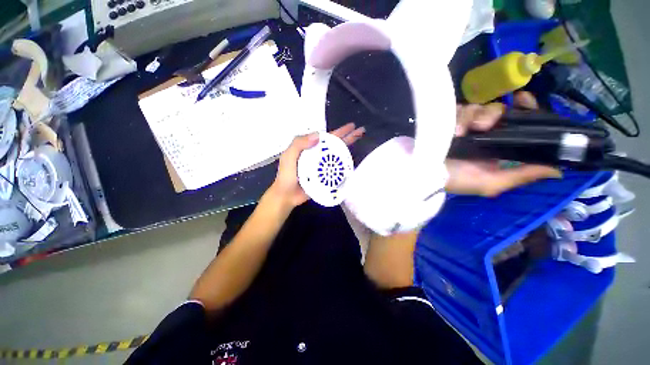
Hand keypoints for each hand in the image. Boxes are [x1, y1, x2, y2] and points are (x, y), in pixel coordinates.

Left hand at [269, 123, 364, 207]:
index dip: (339, 132)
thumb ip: (299, 144)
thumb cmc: (286, 176)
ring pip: (337, 157)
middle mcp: (318, 156)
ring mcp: (322, 167)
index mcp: (310, 148)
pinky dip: (344, 166)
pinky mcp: (325, 177)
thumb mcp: (288, 156)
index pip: (326, 138)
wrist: (287, 196)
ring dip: (348, 151)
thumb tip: (318, 135)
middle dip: (348, 138)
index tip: (352, 126)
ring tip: (360, 146)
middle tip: (361, 131)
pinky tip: (352, 163)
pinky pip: (337, 170)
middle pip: (335, 145)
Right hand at [445, 92, 560, 196]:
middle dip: (493, 113)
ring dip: (472, 117)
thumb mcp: (491, 183)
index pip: (517, 121)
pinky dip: (456, 117)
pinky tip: (453, 130)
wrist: (424, 174)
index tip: (523, 99)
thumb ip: (521, 175)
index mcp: (496, 146)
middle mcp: (481, 133)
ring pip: (476, 107)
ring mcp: (461, 125)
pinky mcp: (445, 120)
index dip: (524, 108)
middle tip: (484, 124)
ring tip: (461, 133)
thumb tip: (558, 170)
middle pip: (496, 110)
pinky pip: (456, 108)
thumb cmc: (457, 181)